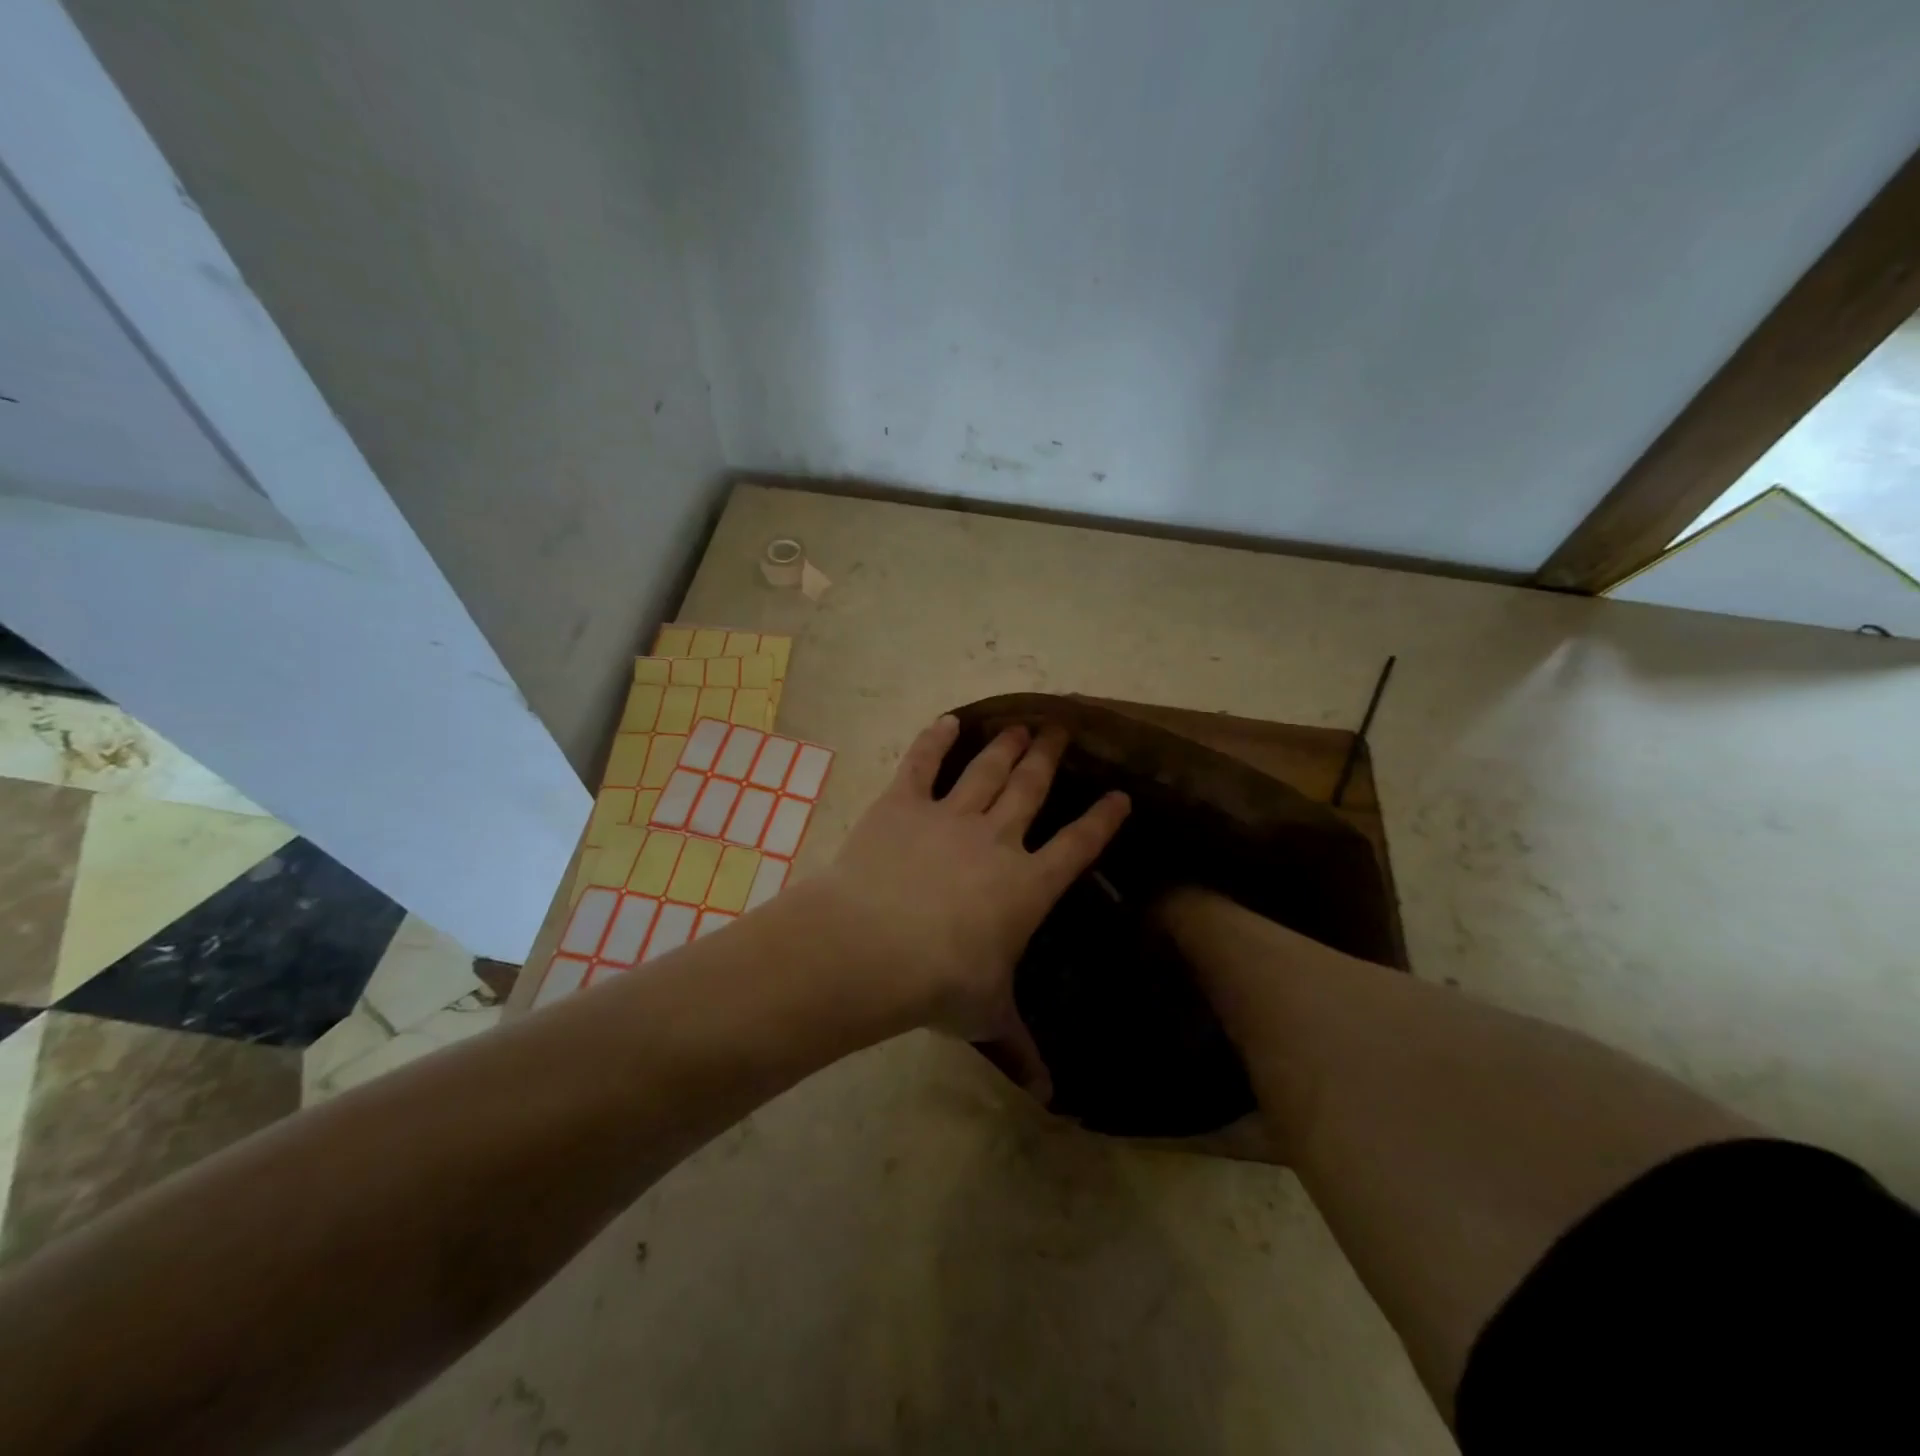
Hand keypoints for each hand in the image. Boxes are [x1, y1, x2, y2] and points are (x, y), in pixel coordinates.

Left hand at [816, 715, 1128, 1098]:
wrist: (873, 947)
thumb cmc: (939, 984)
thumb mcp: (986, 1016)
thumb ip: (1019, 1047)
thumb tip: (1051, 1098)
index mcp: (1027, 885)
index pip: (1078, 846)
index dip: (1102, 820)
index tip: (1119, 796)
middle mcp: (997, 840)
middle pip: (1031, 789)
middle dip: (1049, 758)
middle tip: (1062, 730)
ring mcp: (949, 816)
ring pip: (987, 770)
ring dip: (1007, 745)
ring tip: (1023, 724)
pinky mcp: (903, 803)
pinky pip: (923, 763)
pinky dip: (935, 739)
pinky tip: (949, 721)